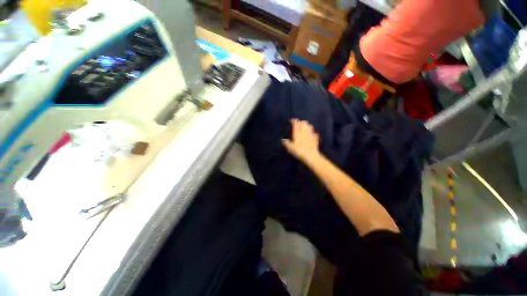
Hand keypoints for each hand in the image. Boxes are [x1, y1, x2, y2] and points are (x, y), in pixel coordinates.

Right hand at [282, 119, 319, 161]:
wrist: (311, 155)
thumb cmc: (299, 151)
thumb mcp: (290, 148)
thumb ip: (286, 143)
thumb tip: (283, 139)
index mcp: (298, 132)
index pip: (296, 123)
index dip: (293, 121)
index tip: (291, 120)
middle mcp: (305, 131)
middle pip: (304, 123)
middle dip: (300, 122)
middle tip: (298, 123)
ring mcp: (311, 134)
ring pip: (310, 126)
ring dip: (307, 125)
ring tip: (304, 127)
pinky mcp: (315, 138)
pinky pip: (314, 133)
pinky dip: (312, 132)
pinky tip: (312, 134)